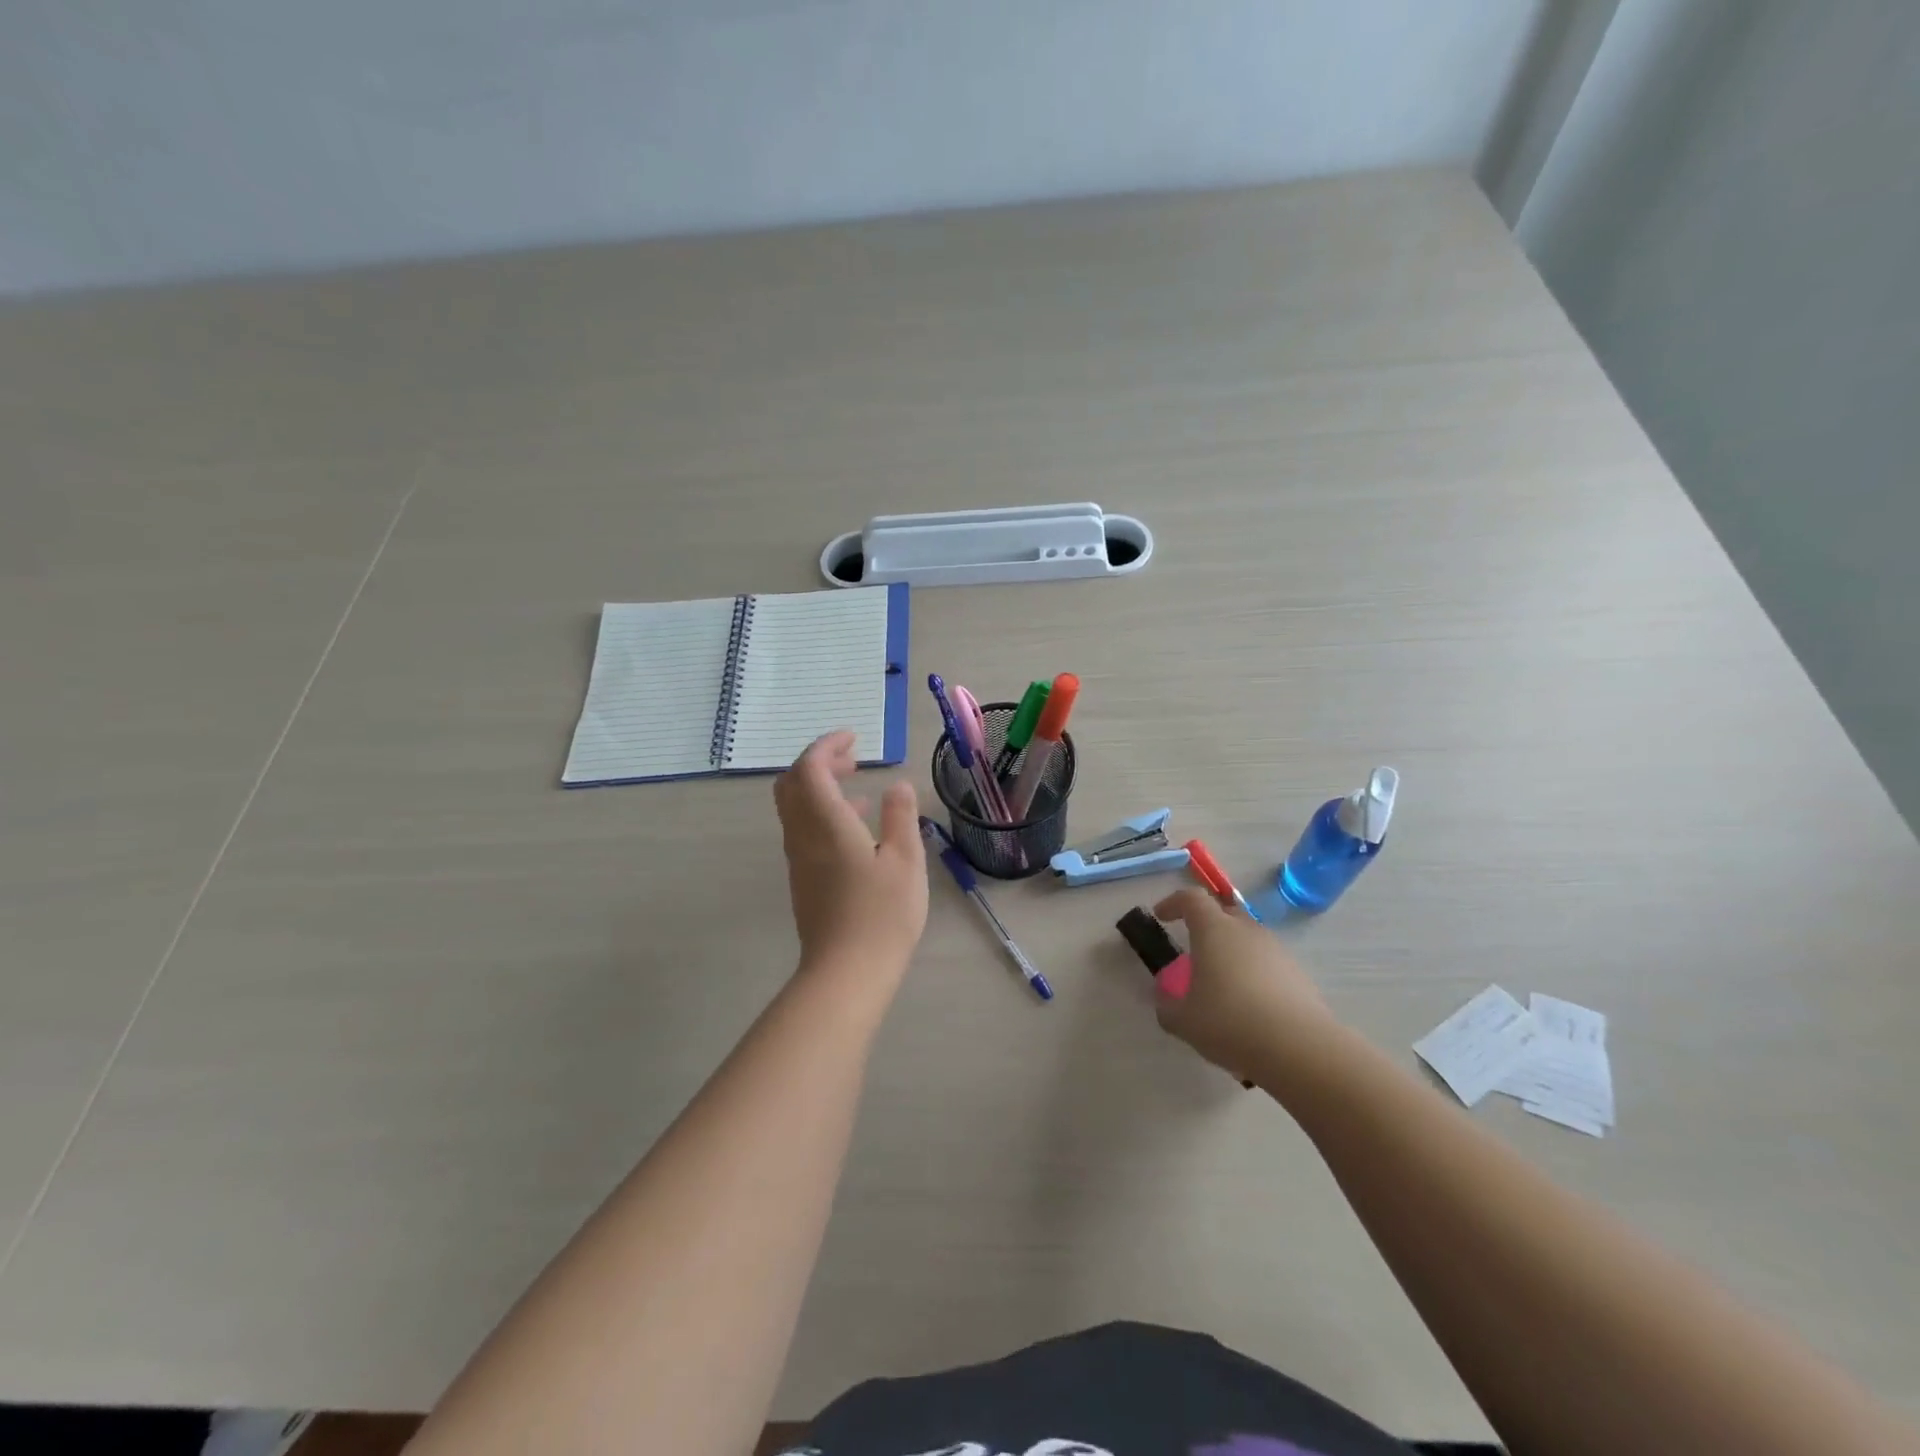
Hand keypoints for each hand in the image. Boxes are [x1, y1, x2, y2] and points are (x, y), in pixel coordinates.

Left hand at [774, 731, 927, 979]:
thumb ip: (900, 816)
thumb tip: (896, 785)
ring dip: (819, 788)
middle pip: (792, 784)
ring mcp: (799, 859)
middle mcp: (803, 835)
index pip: (810, 768)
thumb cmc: (882, 914)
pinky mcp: (803, 879)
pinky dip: (822, 813)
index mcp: (826, 823)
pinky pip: (803, 830)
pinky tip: (856, 829)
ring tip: (857, 787)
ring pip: (795, 808)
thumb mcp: (905, 861)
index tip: (854, 739)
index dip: (827, 746)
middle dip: (817, 763)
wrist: (846, 973)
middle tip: (852, 760)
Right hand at [1151, 888, 1337, 1081]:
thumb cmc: (1230, 1023)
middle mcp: (1247, 931)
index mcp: (1214, 930)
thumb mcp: (1183, 1021)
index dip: (1173, 903)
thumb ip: (1167, 1006)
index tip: (1162, 916)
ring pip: (1248, 940)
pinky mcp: (1298, 975)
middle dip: (1206, 926)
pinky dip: (1254, 975)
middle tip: (1194, 950)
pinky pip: (1267, 964)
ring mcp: (1277, 951)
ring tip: (1222, 986)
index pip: (1191, 898)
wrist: (1300, 1049)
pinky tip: (1250, 1008)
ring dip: (1232, 953)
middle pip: (1224, 913)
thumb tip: (1165, 999)